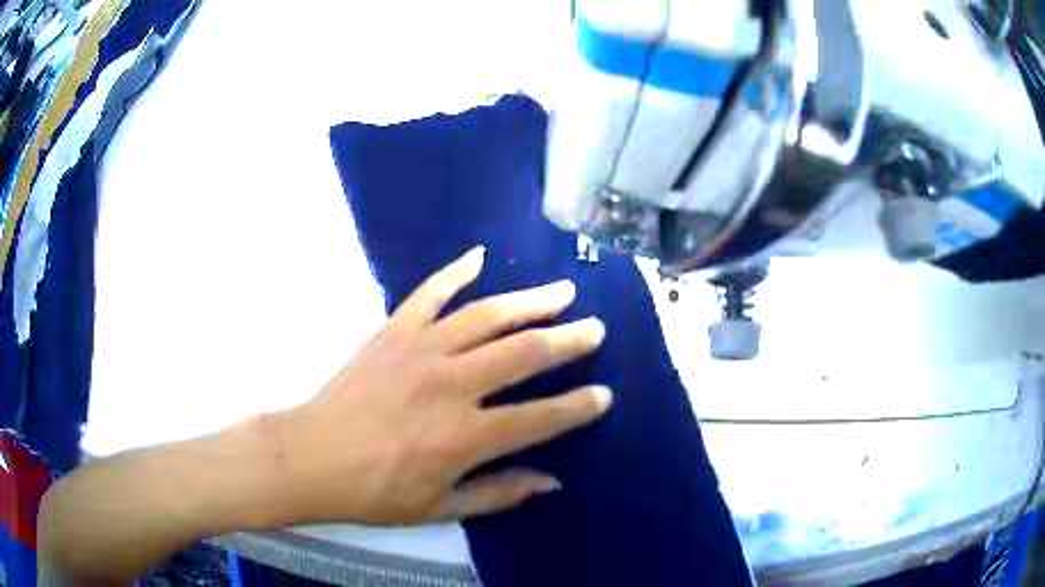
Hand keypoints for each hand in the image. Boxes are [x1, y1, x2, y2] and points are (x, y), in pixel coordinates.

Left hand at [275, 246, 610, 524]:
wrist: (312, 457)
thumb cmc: (375, 492)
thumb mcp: (441, 508)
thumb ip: (500, 494)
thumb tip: (552, 481)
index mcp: (465, 437)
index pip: (540, 417)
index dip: (578, 407)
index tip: (604, 395)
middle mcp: (451, 385)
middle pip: (524, 353)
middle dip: (568, 340)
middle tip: (595, 328)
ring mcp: (420, 350)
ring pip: (487, 315)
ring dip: (530, 301)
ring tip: (562, 291)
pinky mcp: (393, 331)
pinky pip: (430, 292)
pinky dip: (455, 272)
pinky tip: (479, 256)